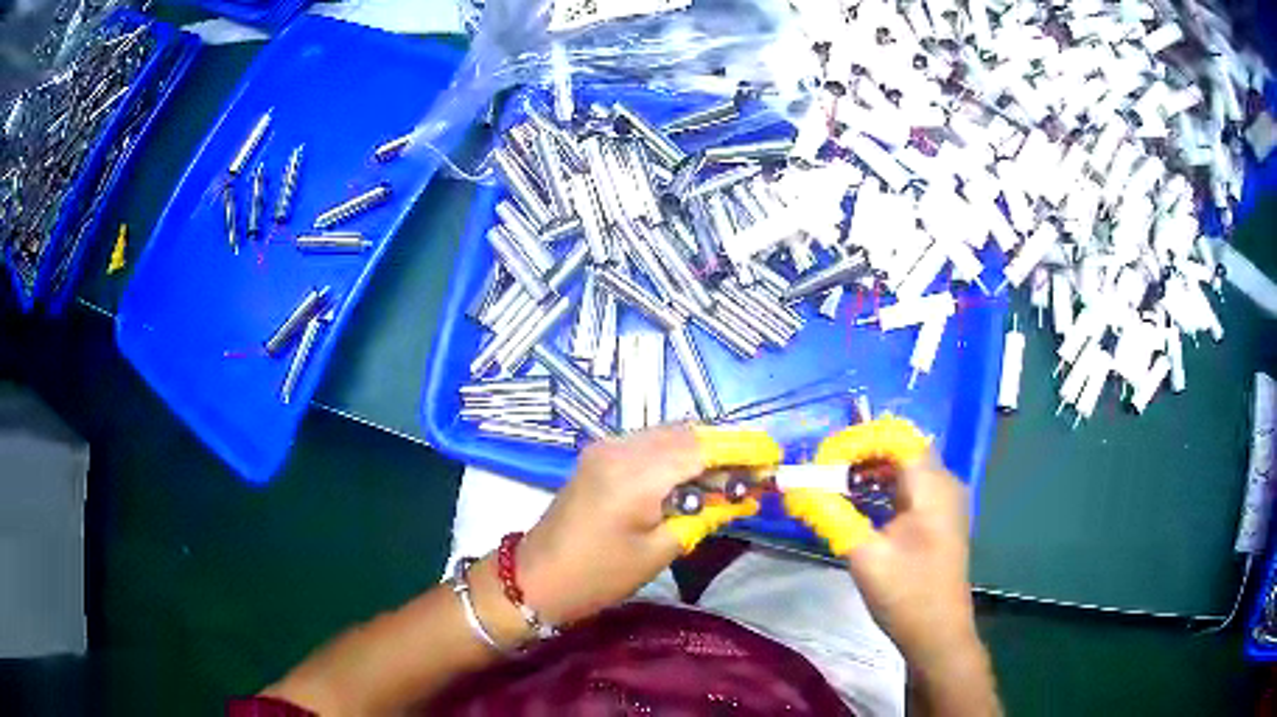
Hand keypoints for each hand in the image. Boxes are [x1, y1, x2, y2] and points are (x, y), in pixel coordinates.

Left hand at [516, 425, 771, 624]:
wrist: (536, 577)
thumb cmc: (598, 575)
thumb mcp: (659, 551)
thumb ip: (704, 516)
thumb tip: (746, 498)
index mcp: (635, 473)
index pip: (702, 447)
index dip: (743, 449)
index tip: (775, 456)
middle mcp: (621, 447)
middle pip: (688, 433)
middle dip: (728, 447)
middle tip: (759, 470)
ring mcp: (608, 447)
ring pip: (670, 434)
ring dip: (705, 449)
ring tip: (734, 476)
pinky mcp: (601, 454)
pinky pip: (651, 443)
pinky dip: (680, 454)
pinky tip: (697, 476)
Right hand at [842, 455, 975, 665]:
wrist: (938, 634)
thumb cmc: (905, 594)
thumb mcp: (864, 555)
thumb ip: (831, 514)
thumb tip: (795, 487)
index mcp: (932, 486)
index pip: (896, 437)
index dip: (858, 439)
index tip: (824, 459)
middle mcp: (944, 483)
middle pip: (902, 448)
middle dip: (861, 452)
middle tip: (825, 469)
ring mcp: (945, 500)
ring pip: (906, 467)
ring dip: (871, 468)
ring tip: (835, 483)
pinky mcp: (940, 517)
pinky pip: (911, 486)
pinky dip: (884, 486)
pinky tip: (859, 502)